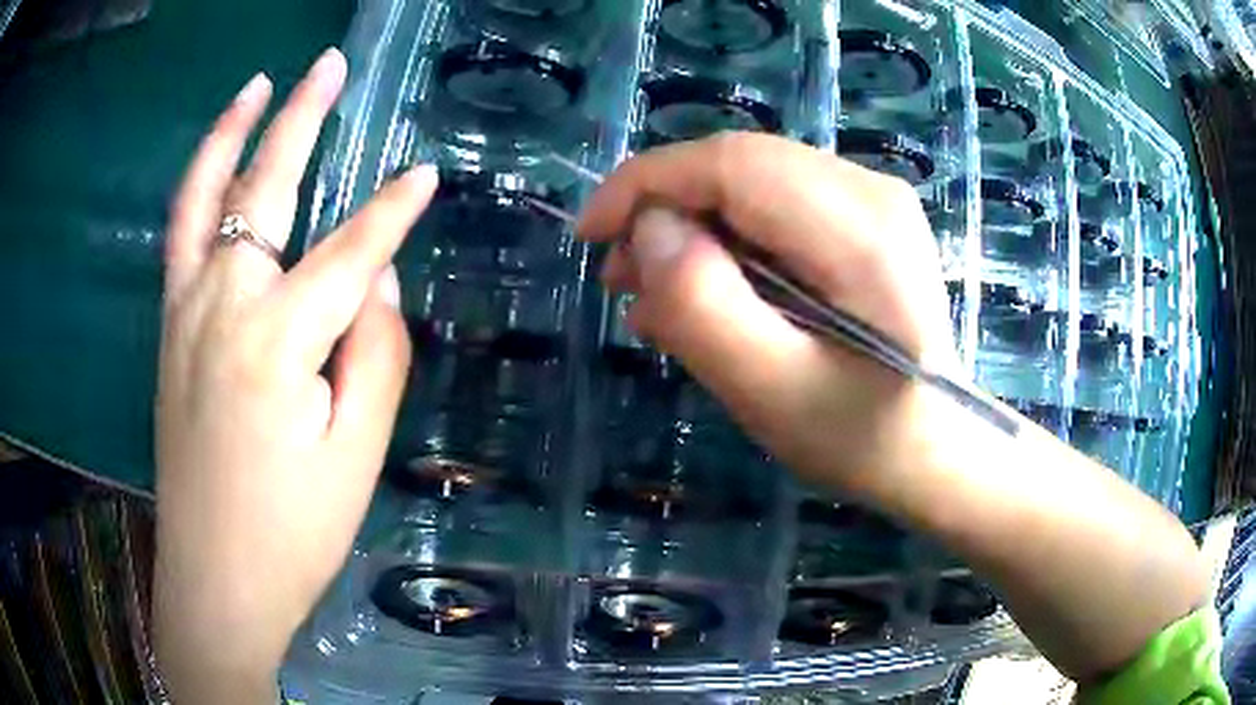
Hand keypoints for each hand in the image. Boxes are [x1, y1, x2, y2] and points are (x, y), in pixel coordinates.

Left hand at [154, 49, 436, 701]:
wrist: (216, 580)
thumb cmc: (292, 532)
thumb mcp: (357, 455)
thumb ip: (376, 354)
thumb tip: (378, 282)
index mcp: (276, 339)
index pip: (351, 250)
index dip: (394, 211)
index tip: (427, 174)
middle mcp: (222, 304)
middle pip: (264, 187)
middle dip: (303, 118)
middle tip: (331, 66)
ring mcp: (184, 312)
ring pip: (204, 198)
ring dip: (232, 132)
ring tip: (259, 85)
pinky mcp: (168, 331)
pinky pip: (180, 236)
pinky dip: (199, 185)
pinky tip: (216, 163)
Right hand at [581, 133, 1208, 682]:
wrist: (939, 449)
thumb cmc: (862, 438)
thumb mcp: (772, 393)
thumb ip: (704, 307)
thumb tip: (651, 232)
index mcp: (859, 231)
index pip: (731, 164)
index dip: (647, 184)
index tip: (591, 232)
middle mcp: (870, 191)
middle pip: (738, 164)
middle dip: (664, 208)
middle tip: (624, 277)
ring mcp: (874, 198)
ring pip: (751, 179)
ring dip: (693, 223)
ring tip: (659, 289)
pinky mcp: (866, 217)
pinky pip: (775, 201)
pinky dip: (728, 235)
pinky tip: (711, 284)